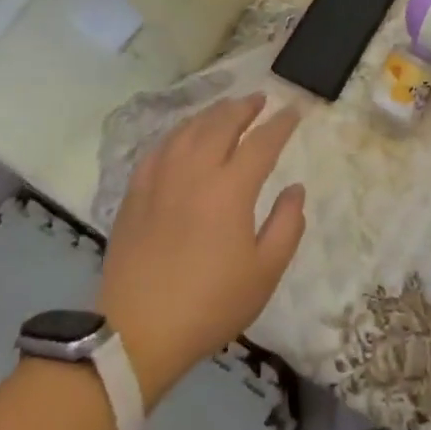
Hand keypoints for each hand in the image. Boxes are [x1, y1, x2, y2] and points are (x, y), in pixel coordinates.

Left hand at [98, 95, 304, 407]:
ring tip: (225, 109)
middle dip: (243, 108)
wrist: (138, 330)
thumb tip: (295, 189)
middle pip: (221, 124)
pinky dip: (178, 133)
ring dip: (211, 114)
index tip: (294, 111)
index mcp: (230, 189)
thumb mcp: (264, 273)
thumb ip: (287, 225)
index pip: (261, 143)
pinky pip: (160, 148)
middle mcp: (194, 171)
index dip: (281, 124)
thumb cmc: (210, 304)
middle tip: (259, 99)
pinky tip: (183, 136)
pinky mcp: (135, 192)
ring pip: (188, 130)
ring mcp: (160, 178)